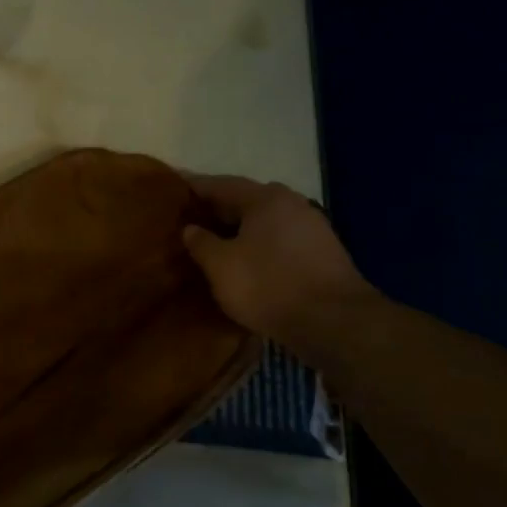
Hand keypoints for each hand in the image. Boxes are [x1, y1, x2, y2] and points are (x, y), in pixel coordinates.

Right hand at [181, 174, 377, 353]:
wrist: (334, 321)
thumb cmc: (268, 285)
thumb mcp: (221, 265)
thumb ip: (201, 242)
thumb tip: (191, 228)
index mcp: (264, 199)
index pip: (221, 184)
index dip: (194, 187)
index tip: (172, 187)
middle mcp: (292, 203)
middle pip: (246, 200)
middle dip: (218, 209)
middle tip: (191, 218)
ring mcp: (312, 227)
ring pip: (265, 221)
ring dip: (240, 228)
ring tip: (215, 240)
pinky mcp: (322, 252)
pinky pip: (279, 239)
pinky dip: (258, 244)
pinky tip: (246, 259)